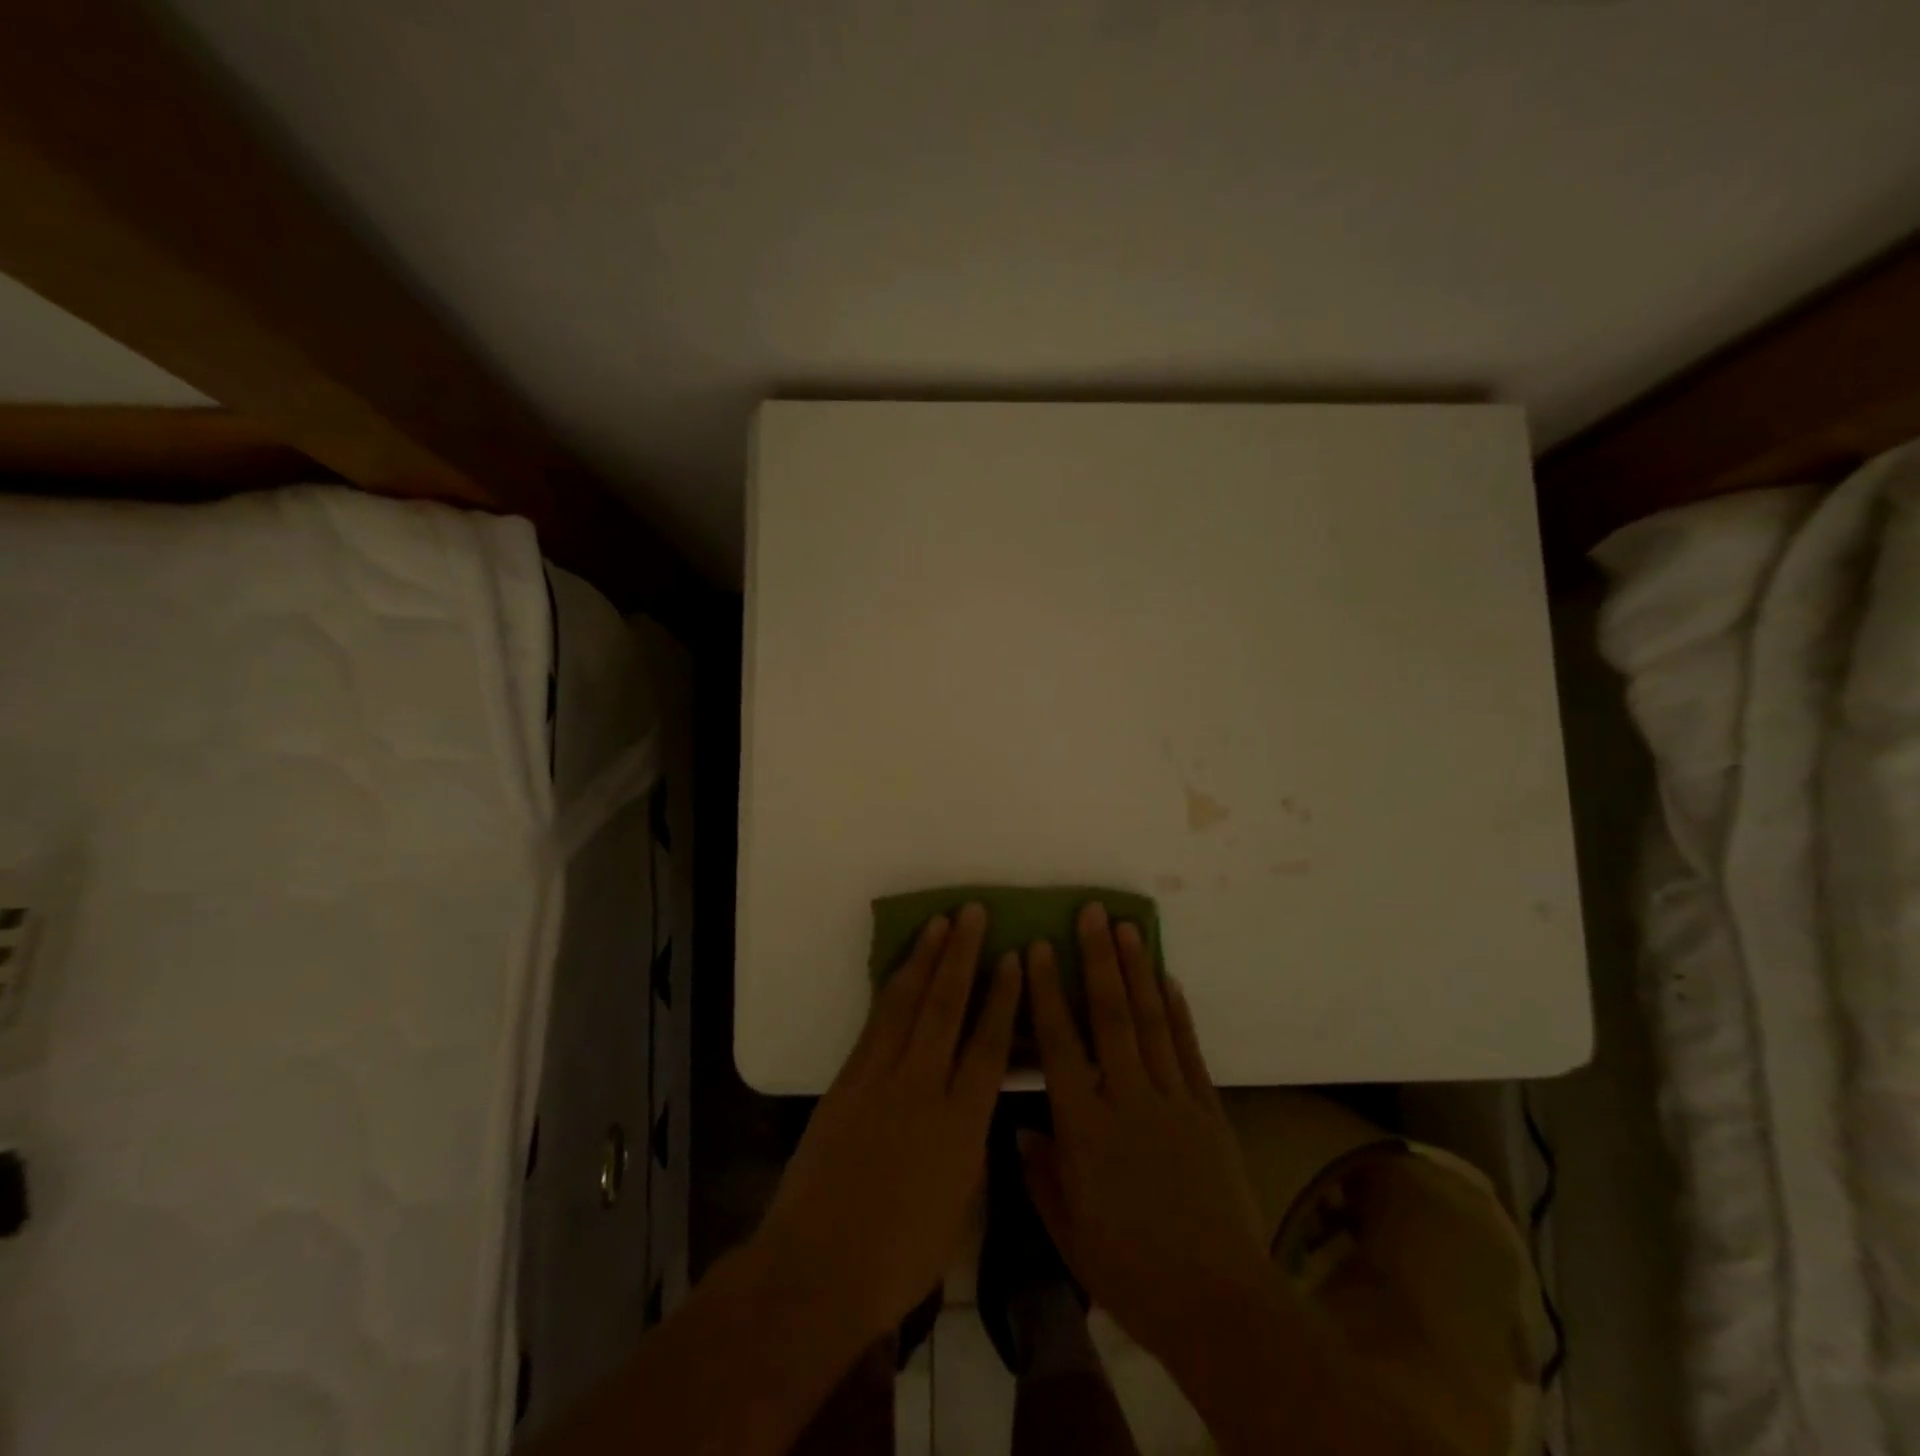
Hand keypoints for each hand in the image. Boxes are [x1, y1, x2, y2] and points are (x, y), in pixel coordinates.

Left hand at [756, 903, 1020, 1347]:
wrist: (818, 1269)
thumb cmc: (900, 1256)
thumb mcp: (958, 1205)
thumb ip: (969, 1143)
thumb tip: (974, 1104)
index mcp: (962, 1125)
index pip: (989, 1045)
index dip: (1002, 997)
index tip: (1013, 957)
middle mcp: (923, 1088)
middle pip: (946, 1008)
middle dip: (962, 955)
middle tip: (973, 912)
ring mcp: (879, 1080)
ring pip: (907, 1005)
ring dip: (925, 959)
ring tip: (939, 923)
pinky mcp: (846, 1081)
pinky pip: (875, 1024)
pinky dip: (890, 991)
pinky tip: (900, 971)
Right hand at [1021, 903, 1274, 1370]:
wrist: (1218, 1303)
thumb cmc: (1130, 1271)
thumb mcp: (1067, 1232)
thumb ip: (1040, 1173)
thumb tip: (1023, 1127)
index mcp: (1084, 1126)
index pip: (1059, 1043)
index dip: (1047, 991)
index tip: (1040, 948)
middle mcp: (1127, 1098)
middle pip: (1110, 1015)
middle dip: (1099, 959)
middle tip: (1091, 913)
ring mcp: (1173, 1100)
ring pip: (1150, 1021)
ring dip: (1137, 971)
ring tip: (1126, 928)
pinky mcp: (1208, 1111)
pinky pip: (1189, 1050)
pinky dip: (1177, 1012)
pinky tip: (1168, 980)